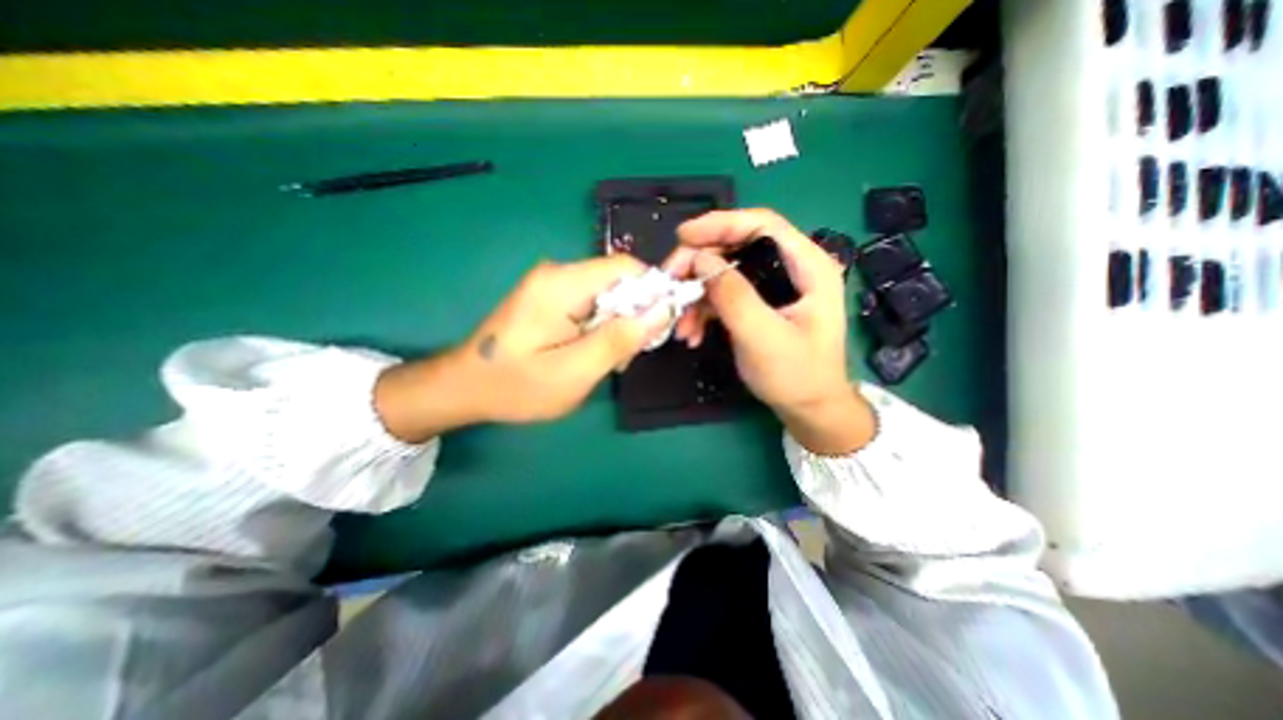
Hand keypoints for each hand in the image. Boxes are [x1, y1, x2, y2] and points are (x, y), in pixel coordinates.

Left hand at [373, 255, 667, 440]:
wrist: (464, 387)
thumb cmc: (517, 386)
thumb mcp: (576, 372)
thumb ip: (621, 339)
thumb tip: (663, 309)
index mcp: (562, 284)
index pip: (627, 268)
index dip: (653, 292)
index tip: (659, 329)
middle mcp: (557, 273)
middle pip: (618, 281)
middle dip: (634, 316)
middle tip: (627, 356)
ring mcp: (551, 284)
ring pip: (607, 295)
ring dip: (618, 325)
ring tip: (607, 361)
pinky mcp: (549, 297)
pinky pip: (591, 303)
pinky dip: (602, 327)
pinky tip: (592, 353)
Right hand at [667, 208, 878, 455]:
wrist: (808, 409)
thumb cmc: (797, 375)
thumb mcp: (763, 337)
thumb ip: (733, 296)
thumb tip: (699, 260)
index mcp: (808, 266)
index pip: (762, 225)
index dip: (720, 224)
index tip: (683, 237)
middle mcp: (791, 268)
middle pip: (737, 247)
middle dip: (699, 264)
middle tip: (671, 282)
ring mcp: (772, 287)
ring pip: (725, 273)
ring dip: (697, 295)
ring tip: (680, 325)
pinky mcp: (757, 304)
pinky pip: (723, 296)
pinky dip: (704, 311)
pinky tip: (692, 333)